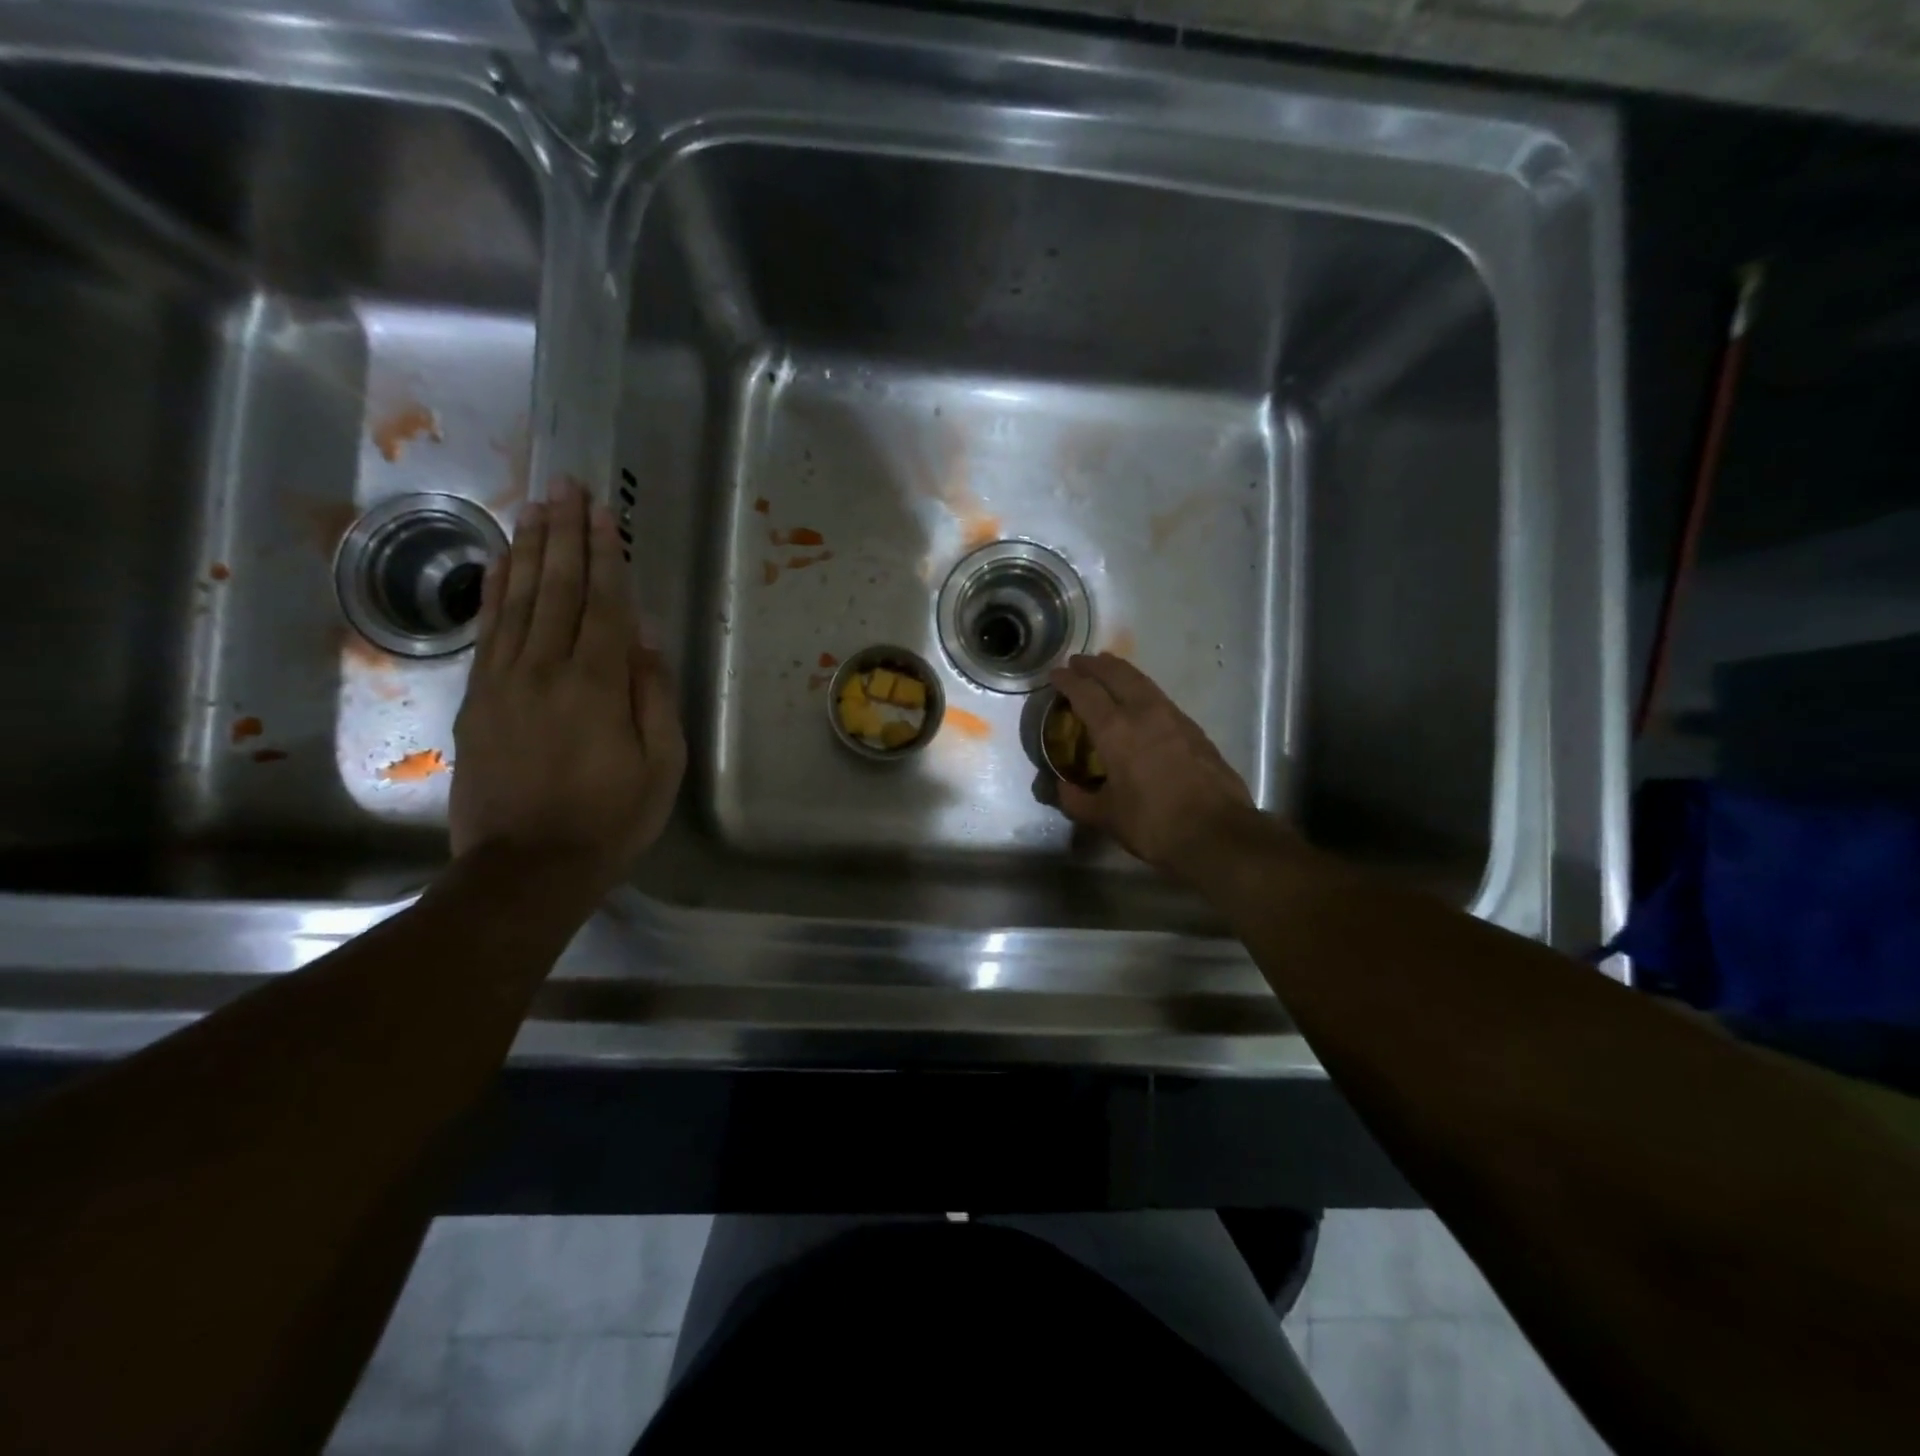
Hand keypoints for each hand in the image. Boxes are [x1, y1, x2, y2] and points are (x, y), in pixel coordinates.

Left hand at [450, 477, 684, 892]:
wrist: (528, 867)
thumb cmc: (610, 819)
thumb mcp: (660, 766)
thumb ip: (652, 697)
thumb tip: (646, 639)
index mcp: (595, 686)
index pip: (603, 606)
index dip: (605, 556)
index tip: (605, 513)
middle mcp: (545, 671)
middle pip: (557, 590)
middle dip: (565, 535)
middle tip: (567, 486)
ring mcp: (503, 683)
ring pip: (518, 602)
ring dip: (530, 550)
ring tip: (537, 506)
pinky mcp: (477, 700)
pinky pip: (488, 632)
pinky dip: (496, 591)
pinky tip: (503, 563)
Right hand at [1047, 653, 1256, 879]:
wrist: (1217, 832)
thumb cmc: (1153, 824)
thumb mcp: (1106, 817)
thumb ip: (1077, 800)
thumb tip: (1061, 788)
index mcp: (1116, 731)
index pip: (1086, 693)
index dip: (1068, 681)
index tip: (1056, 673)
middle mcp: (1144, 713)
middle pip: (1117, 675)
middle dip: (1095, 665)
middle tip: (1080, 661)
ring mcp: (1174, 718)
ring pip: (1143, 682)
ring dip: (1121, 672)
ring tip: (1109, 669)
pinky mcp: (1195, 730)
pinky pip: (1161, 698)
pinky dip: (1143, 690)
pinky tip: (1141, 702)